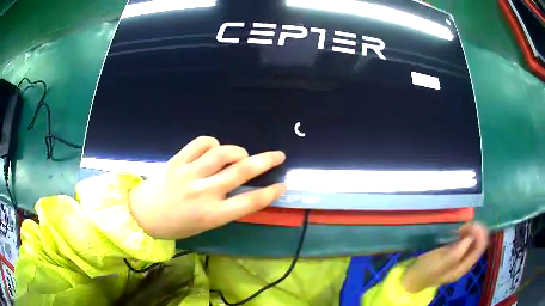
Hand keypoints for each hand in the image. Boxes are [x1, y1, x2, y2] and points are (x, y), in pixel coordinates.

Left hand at [128, 136, 285, 238]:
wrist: (144, 215)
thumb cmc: (177, 225)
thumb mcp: (206, 224)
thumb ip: (225, 207)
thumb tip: (243, 187)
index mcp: (212, 215)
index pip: (249, 202)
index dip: (270, 193)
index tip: (282, 185)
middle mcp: (203, 193)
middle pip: (241, 171)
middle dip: (265, 161)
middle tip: (278, 155)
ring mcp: (189, 174)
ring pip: (222, 153)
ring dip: (238, 151)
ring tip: (242, 154)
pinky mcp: (177, 161)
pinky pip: (200, 143)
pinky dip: (213, 143)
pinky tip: (214, 149)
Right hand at [401, 222, 488, 292]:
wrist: (413, 277)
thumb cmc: (426, 270)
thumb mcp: (441, 262)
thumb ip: (457, 252)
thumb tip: (471, 237)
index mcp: (463, 267)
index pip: (480, 247)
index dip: (480, 233)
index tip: (471, 224)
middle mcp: (465, 262)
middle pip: (479, 243)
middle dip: (476, 230)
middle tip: (465, 224)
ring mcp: (461, 258)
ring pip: (474, 241)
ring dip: (472, 231)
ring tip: (461, 227)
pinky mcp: (455, 254)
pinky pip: (467, 241)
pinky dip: (466, 234)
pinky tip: (458, 231)